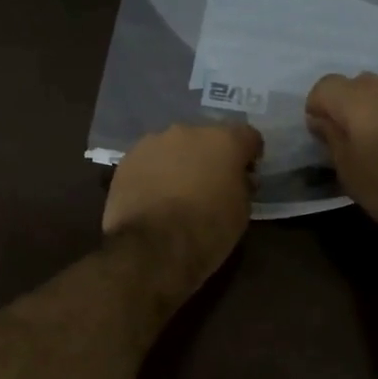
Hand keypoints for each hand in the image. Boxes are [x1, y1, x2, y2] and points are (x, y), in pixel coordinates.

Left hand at [102, 123, 263, 289]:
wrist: (153, 247)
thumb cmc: (208, 230)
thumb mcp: (242, 211)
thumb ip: (242, 185)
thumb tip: (237, 179)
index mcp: (224, 140)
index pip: (248, 136)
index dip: (249, 155)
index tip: (246, 174)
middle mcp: (189, 131)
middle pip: (206, 137)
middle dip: (210, 156)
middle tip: (210, 183)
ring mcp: (154, 142)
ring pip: (174, 146)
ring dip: (179, 162)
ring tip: (177, 191)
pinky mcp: (128, 159)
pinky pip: (149, 161)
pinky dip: (154, 173)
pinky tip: (153, 197)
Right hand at [304, 73, 377, 247]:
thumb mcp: (350, 172)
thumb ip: (331, 138)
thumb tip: (321, 119)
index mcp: (357, 100)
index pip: (324, 87)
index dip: (317, 108)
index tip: (321, 135)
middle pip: (354, 85)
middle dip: (346, 107)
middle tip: (350, 140)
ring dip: (375, 109)